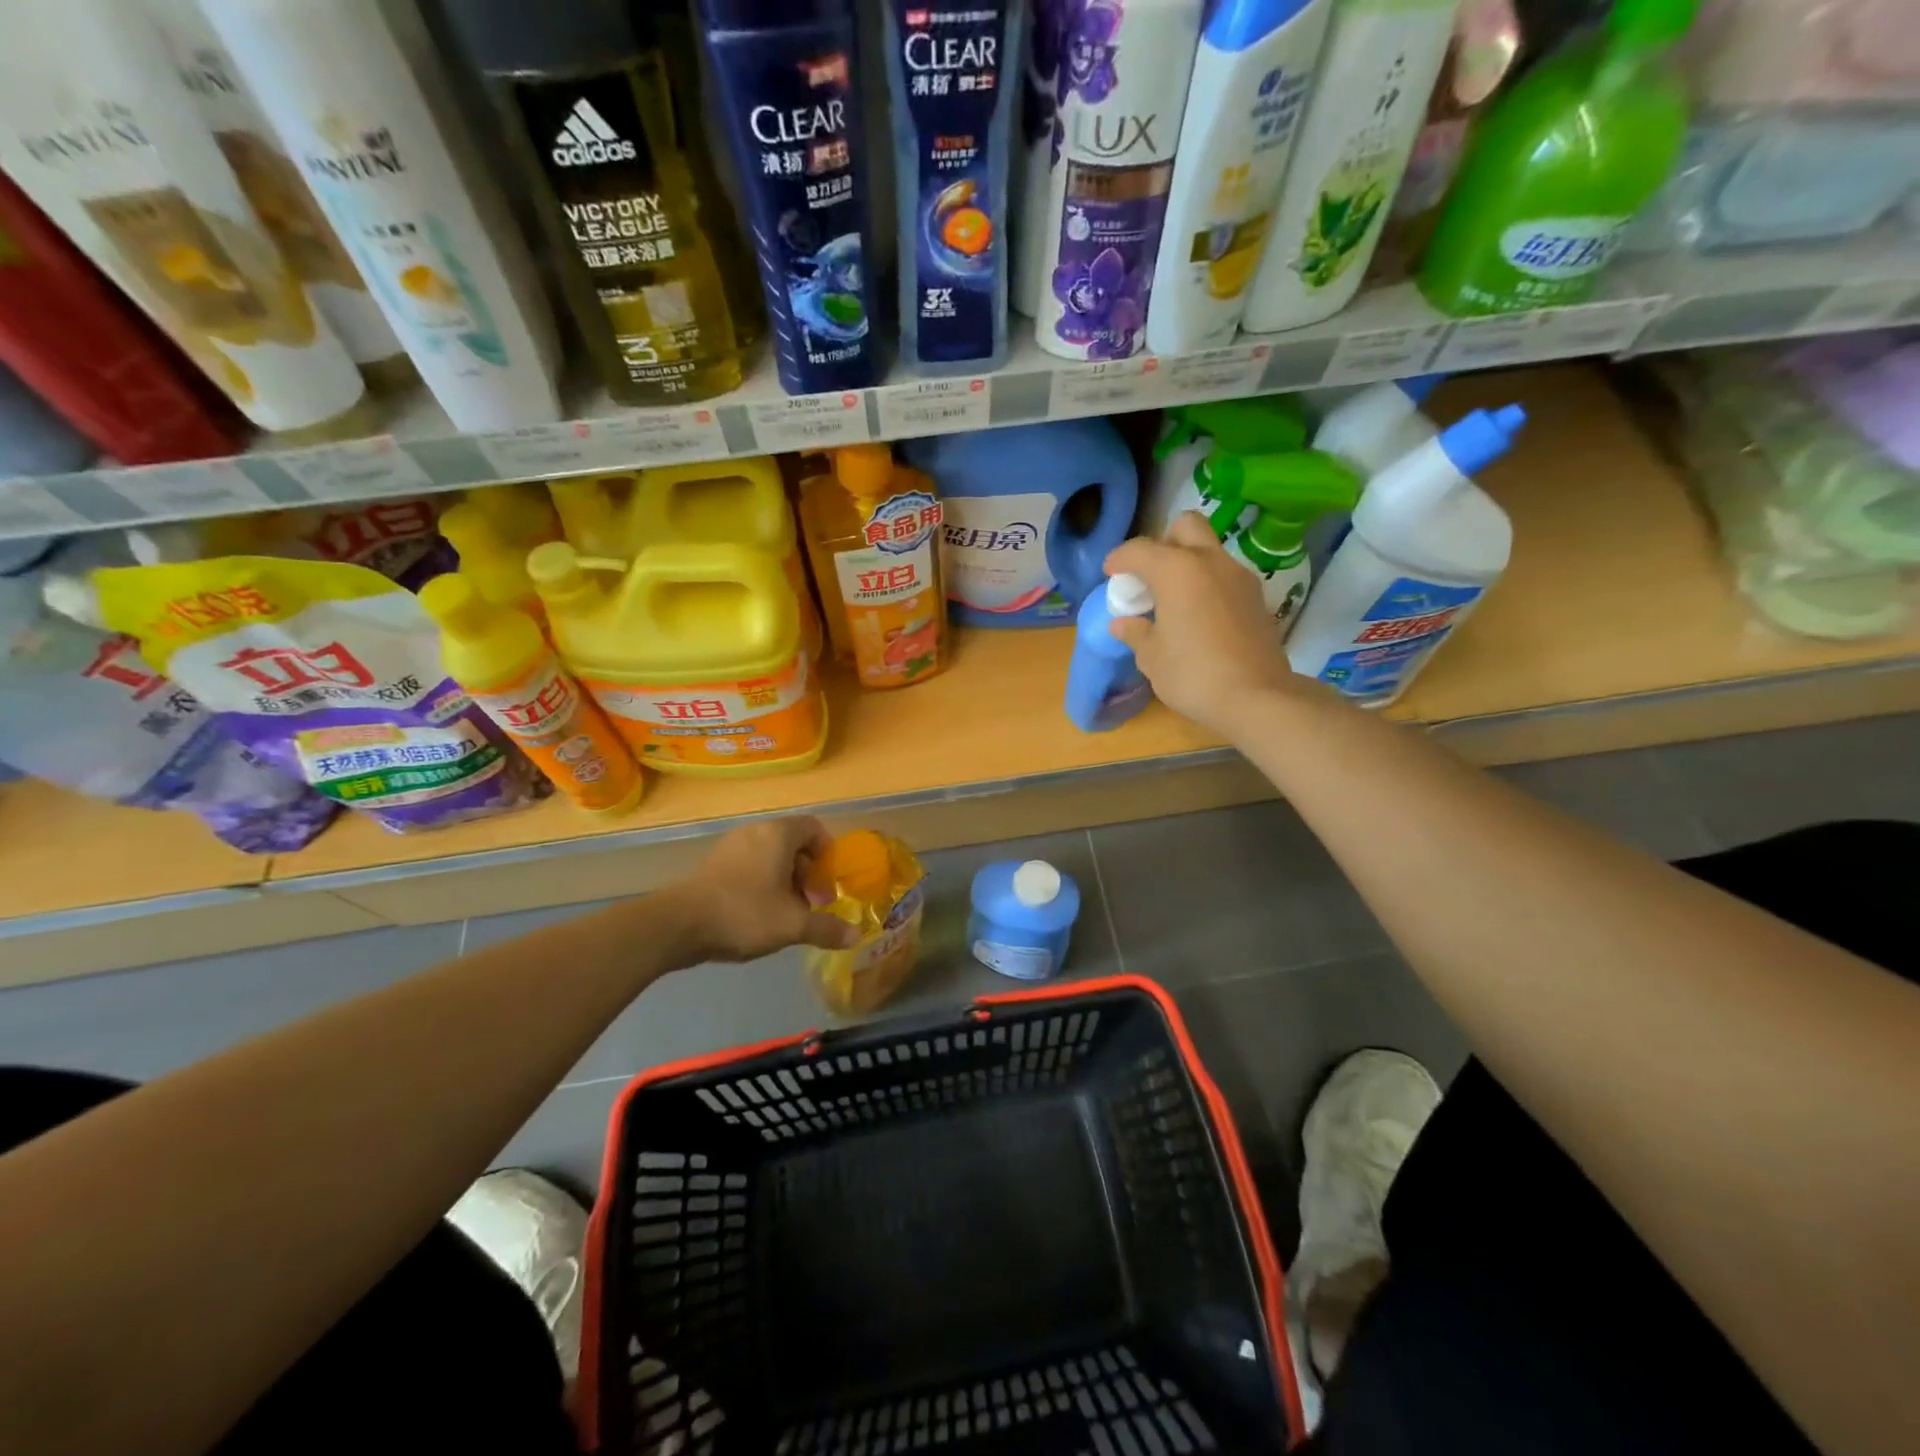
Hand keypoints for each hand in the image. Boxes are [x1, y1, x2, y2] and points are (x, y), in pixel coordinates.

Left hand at [670, 817, 859, 961]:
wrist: (678, 925)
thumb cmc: (744, 914)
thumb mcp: (792, 925)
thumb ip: (826, 928)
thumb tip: (856, 936)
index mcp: (778, 834)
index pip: (814, 828)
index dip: (827, 854)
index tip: (828, 884)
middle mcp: (755, 831)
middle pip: (793, 843)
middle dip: (807, 873)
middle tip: (811, 903)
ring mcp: (731, 845)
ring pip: (770, 855)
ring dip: (785, 880)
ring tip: (786, 912)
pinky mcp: (713, 863)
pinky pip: (749, 864)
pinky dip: (761, 882)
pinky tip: (758, 913)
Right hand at [1103, 512, 1308, 735]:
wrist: (1257, 698)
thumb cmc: (1193, 674)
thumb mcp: (1152, 658)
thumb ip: (1136, 633)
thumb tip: (1124, 623)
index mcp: (1176, 570)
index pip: (1139, 549)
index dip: (1119, 559)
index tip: (1110, 574)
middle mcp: (1210, 561)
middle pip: (1185, 527)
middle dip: (1163, 542)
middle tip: (1151, 576)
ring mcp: (1239, 577)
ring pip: (1209, 550)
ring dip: (1188, 564)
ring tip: (1173, 599)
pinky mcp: (1256, 597)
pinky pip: (1225, 575)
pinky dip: (1208, 584)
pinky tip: (1199, 616)